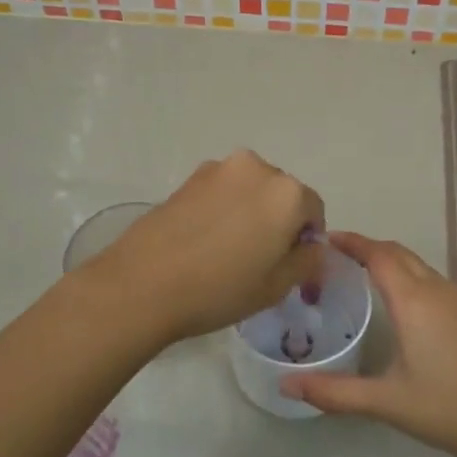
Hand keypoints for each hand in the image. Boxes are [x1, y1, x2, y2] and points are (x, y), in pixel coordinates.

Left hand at [87, 150, 325, 344]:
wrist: (143, 284)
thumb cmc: (220, 288)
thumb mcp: (277, 286)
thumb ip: (307, 259)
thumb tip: (310, 244)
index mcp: (287, 193)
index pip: (314, 210)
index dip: (307, 239)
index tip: (291, 265)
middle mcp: (257, 168)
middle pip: (282, 194)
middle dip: (279, 221)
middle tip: (261, 259)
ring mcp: (219, 169)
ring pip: (250, 190)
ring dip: (250, 212)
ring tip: (229, 250)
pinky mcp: (189, 178)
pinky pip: (222, 191)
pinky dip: (223, 209)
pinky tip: (205, 241)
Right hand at [281, 232, 456, 456]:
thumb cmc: (445, 406)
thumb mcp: (385, 401)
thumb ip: (334, 392)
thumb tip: (287, 386)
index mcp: (414, 301)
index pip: (378, 255)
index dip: (352, 242)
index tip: (324, 237)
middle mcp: (436, 290)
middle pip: (398, 253)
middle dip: (367, 247)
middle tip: (333, 255)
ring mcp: (456, 300)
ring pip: (416, 264)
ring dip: (388, 259)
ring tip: (357, 271)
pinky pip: (428, 278)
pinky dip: (405, 274)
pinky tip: (394, 299)